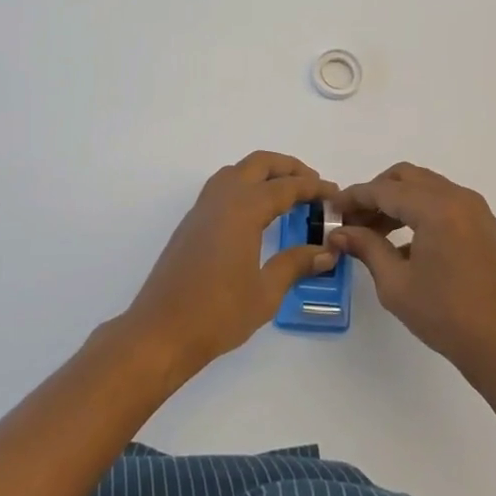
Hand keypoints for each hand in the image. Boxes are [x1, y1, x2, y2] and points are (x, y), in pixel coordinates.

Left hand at [123, 151, 336, 375]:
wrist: (160, 332)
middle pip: (259, 164)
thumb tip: (326, 252)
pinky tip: (257, 213)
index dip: (314, 188)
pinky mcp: (191, 223)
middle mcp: (222, 198)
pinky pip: (222, 187)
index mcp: (243, 209)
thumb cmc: (217, 314)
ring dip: (264, 173)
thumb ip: (295, 264)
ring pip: (237, 171)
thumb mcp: (266, 292)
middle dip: (289, 168)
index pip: (286, 187)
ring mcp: (202, 208)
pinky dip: (245, 186)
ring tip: (287, 195)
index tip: (335, 194)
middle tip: (313, 185)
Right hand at [329, 162, 495, 377]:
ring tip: (376, 234)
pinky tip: (408, 246)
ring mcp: (478, 211)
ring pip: (428, 189)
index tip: (332, 209)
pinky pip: (448, 205)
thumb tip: (340, 232)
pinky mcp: (488, 227)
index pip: (385, 190)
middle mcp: (459, 198)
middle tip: (355, 220)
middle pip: (408, 178)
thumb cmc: (445, 315)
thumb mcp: (396, 284)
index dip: (354, 197)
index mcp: (436, 208)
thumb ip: (367, 248)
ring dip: (400, 202)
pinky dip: (423, 213)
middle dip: (377, 193)